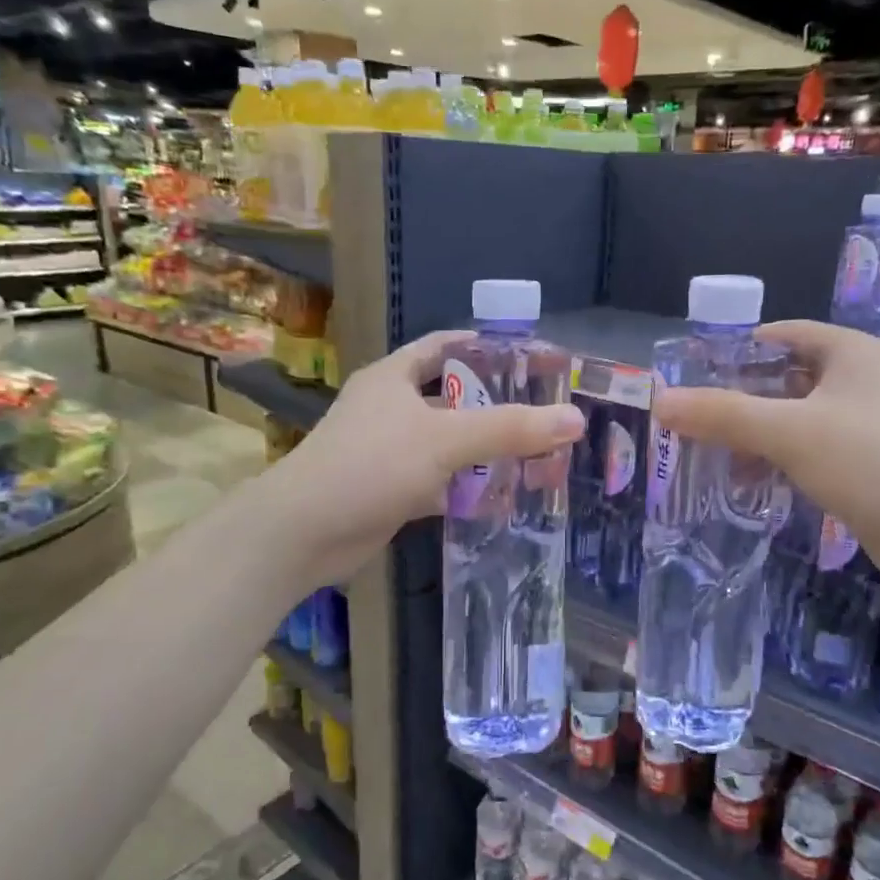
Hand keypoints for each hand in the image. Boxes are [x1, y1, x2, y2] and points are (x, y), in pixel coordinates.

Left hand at [257, 331, 585, 587]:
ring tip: (535, 454)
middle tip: (544, 413)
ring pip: (447, 444)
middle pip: (452, 398)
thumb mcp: (445, 440)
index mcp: (394, 377)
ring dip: (483, 451)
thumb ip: (510, 429)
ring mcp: (388, 452)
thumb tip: (575, 418)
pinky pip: (438, 482)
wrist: (303, 533)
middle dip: (494, 406)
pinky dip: (465, 489)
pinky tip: (501, 497)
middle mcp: (390, 408)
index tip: (528, 358)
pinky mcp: (390, 491)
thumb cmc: (370, 465)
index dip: (484, 347)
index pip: (444, 346)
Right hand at [653, 321, 879, 592]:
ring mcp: (873, 425)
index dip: (737, 349)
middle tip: (695, 420)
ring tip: (714, 457)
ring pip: (800, 419)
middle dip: (741, 400)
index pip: (784, 335)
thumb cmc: (874, 462)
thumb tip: (661, 402)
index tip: (695, 374)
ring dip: (759, 436)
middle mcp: (865, 381)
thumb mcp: (790, 432)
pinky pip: (816, 452)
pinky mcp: (875, 465)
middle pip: (788, 379)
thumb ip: (723, 415)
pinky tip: (753, 484)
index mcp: (853, 353)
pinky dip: (783, 461)